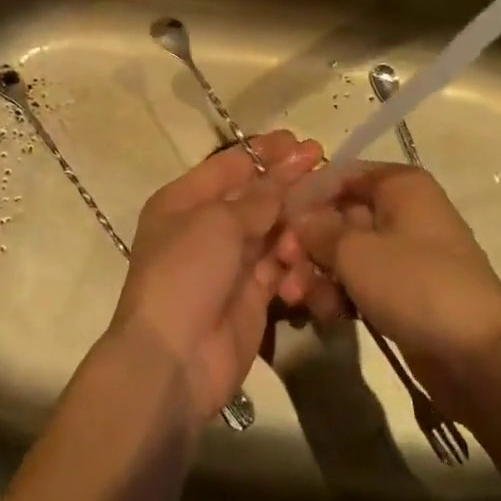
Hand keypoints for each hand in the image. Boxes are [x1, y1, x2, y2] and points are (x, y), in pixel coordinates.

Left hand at [108, 131, 323, 424]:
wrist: (173, 359)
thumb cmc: (186, 273)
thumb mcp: (218, 223)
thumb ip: (258, 198)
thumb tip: (284, 175)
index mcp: (183, 201)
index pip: (229, 166)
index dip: (264, 152)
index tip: (301, 141)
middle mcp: (204, 228)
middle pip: (254, 198)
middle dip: (288, 185)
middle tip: (326, 168)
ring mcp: (228, 264)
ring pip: (271, 233)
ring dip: (293, 228)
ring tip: (316, 224)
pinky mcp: (251, 297)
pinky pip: (279, 269)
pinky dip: (293, 265)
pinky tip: (303, 267)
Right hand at [284, 164, 500, 415]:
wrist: (479, 357)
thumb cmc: (415, 284)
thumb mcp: (356, 252)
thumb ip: (318, 229)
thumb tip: (298, 219)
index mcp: (400, 186)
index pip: (340, 175)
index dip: (305, 197)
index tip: (275, 223)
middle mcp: (404, 211)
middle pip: (340, 216)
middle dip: (307, 244)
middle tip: (281, 270)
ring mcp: (406, 254)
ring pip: (347, 253)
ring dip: (318, 274)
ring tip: (298, 300)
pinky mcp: (405, 291)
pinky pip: (362, 281)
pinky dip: (341, 293)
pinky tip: (325, 315)